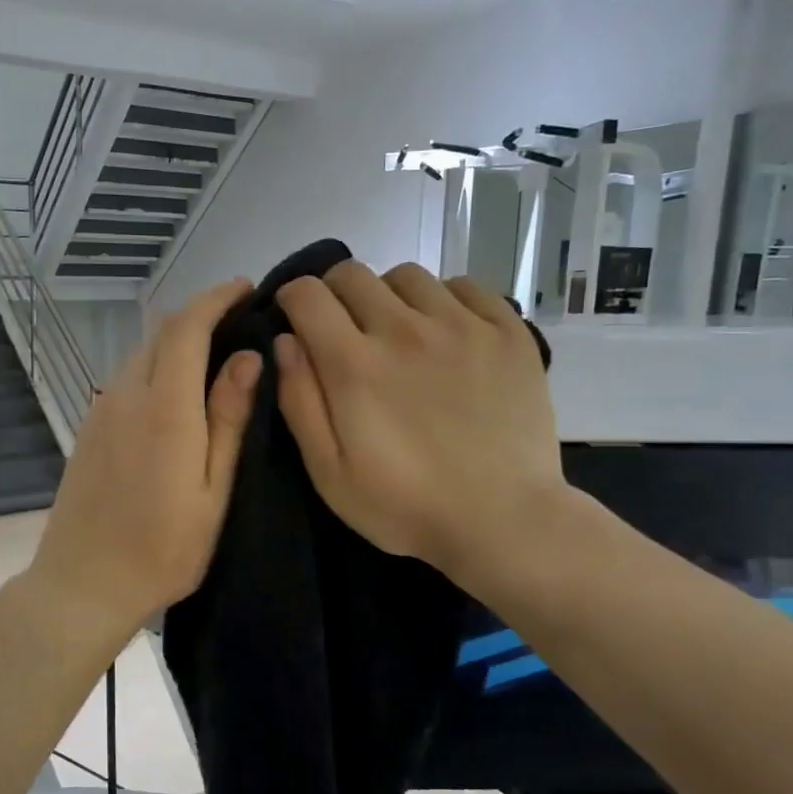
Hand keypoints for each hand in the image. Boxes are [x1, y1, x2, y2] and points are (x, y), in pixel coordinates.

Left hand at [27, 279, 260, 640]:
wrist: (83, 584)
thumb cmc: (163, 549)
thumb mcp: (213, 491)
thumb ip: (229, 419)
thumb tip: (248, 358)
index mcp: (165, 408)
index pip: (186, 327)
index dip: (216, 298)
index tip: (245, 288)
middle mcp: (127, 396)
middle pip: (161, 333)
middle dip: (200, 314)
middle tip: (240, 320)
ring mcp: (102, 410)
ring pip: (142, 353)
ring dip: (177, 341)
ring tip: (216, 353)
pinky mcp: (90, 428)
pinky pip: (128, 378)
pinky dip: (157, 366)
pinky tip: (177, 390)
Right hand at [275, 261, 565, 594]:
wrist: (504, 520)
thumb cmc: (406, 506)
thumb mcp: (329, 473)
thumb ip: (300, 402)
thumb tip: (285, 342)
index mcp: (354, 364)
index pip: (307, 294)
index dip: (292, 299)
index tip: (296, 320)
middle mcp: (404, 329)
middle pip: (353, 273)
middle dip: (334, 294)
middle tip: (343, 329)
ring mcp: (461, 325)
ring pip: (407, 276)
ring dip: (388, 296)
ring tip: (398, 332)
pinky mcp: (507, 332)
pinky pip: (464, 286)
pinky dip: (444, 300)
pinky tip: (446, 334)